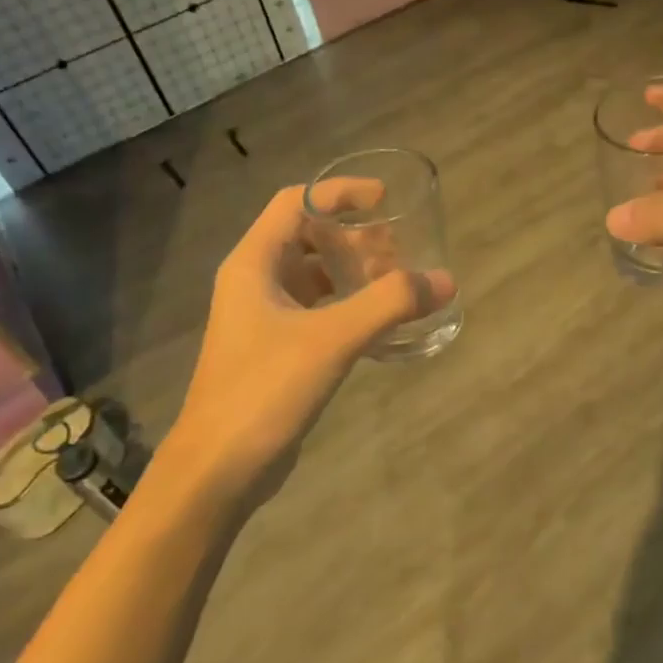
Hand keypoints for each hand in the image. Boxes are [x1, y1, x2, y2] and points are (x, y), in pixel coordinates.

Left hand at [161, 186, 453, 497]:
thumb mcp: (331, 339)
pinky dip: (348, 306)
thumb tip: (445, 280)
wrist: (218, 469)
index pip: (296, 202)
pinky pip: (317, 310)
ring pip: (313, 276)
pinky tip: (380, 325)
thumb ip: (389, 304)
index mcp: (254, 263)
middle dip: (355, 238)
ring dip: (353, 273)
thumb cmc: (265, 390)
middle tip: (400, 252)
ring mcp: (262, 318)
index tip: (385, 200)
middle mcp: (254, 282)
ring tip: (396, 285)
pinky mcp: (274, 350)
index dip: (340, 193)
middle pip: (308, 237)